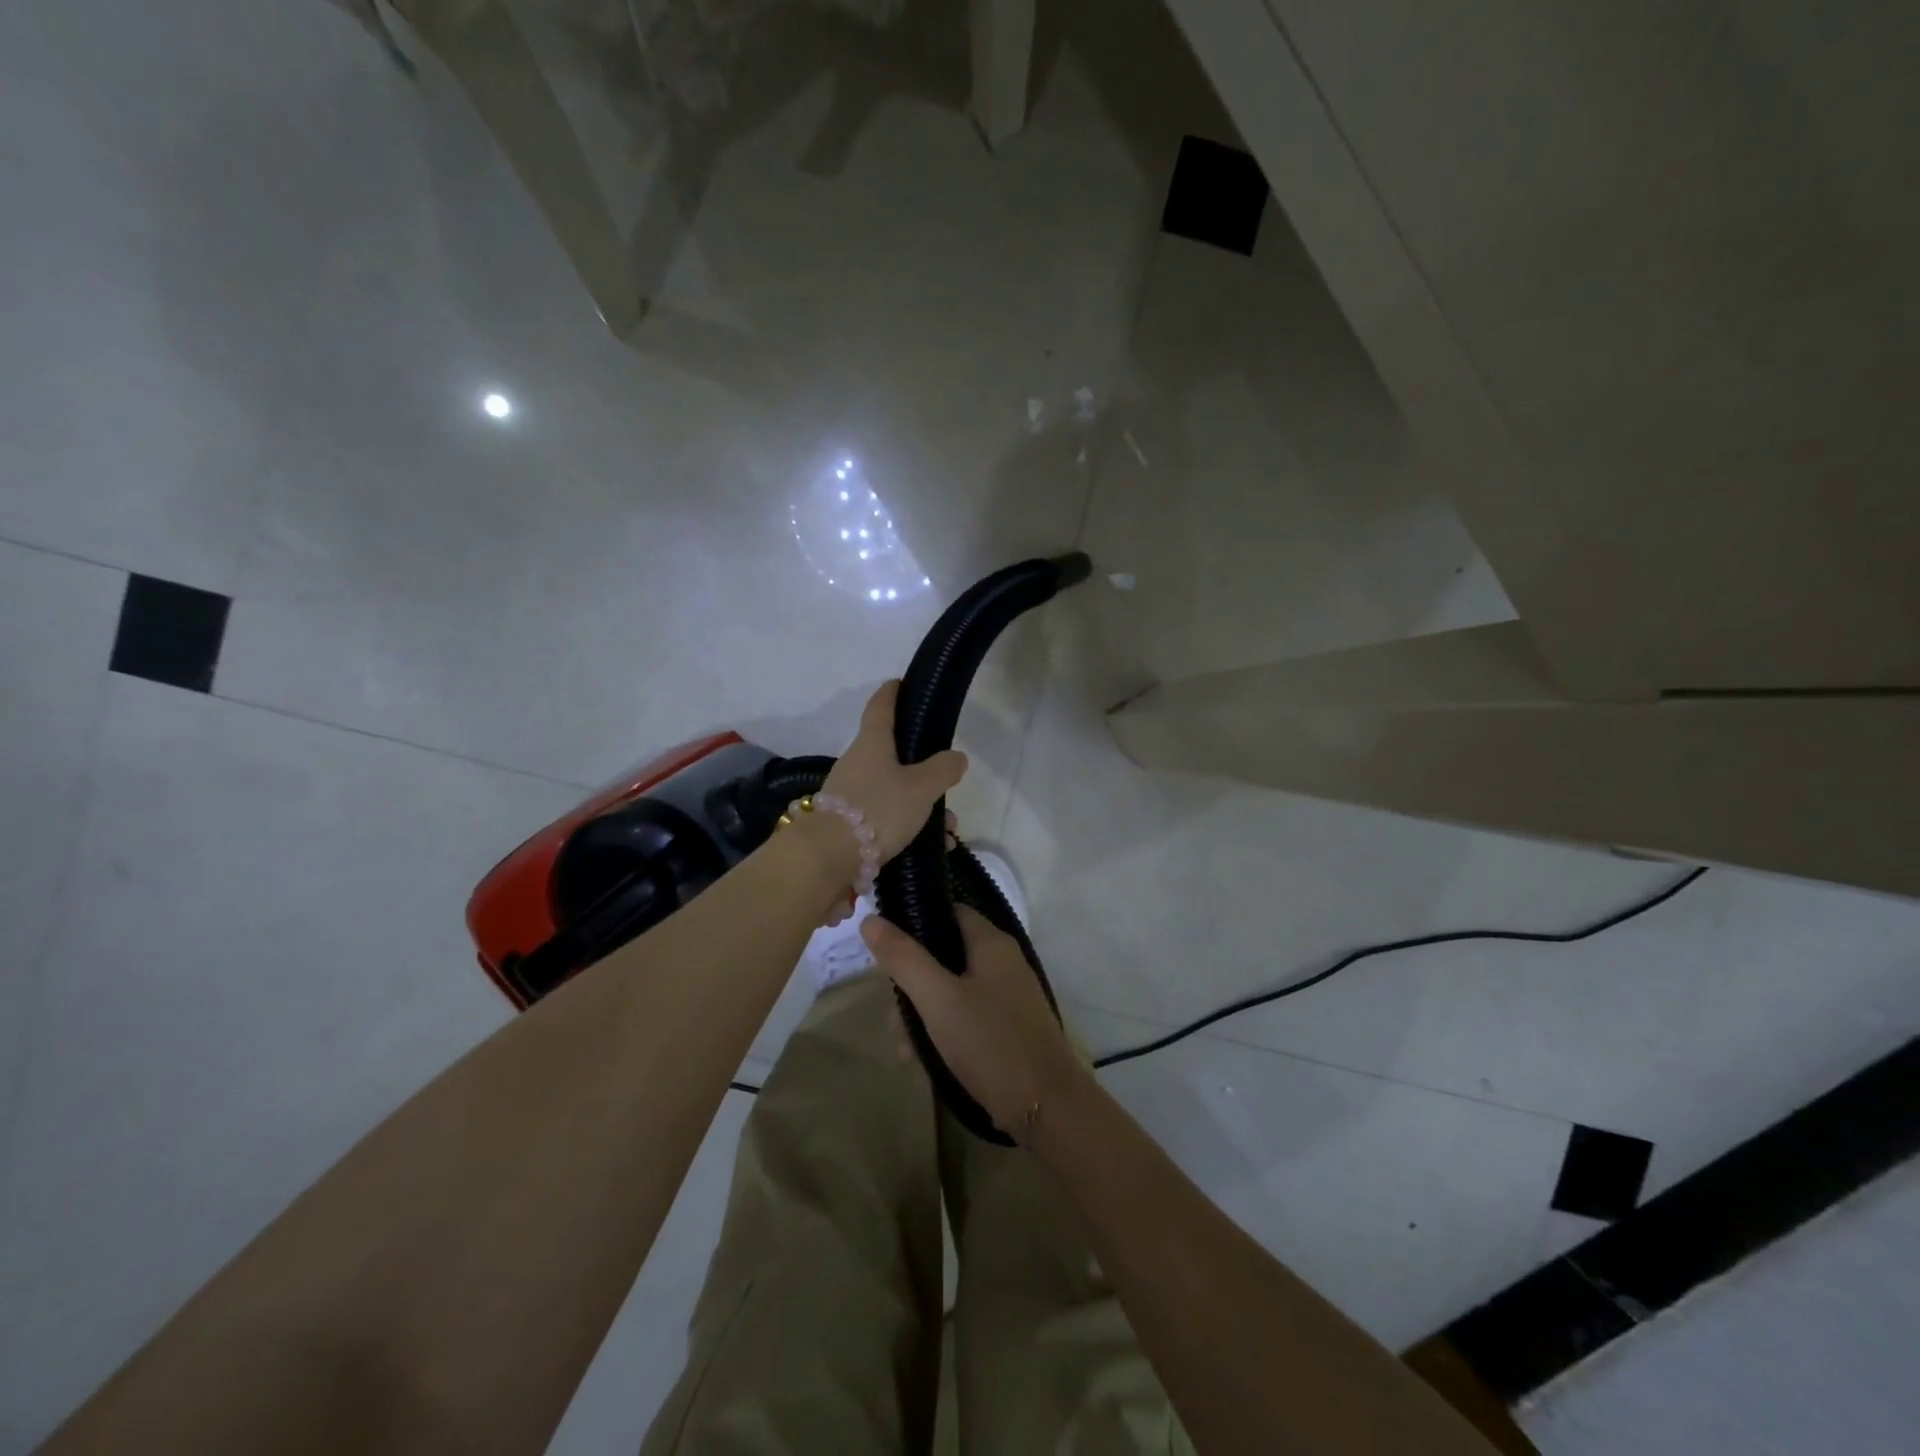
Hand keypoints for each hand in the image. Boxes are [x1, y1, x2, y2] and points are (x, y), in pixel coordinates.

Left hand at [820, 680, 967, 861]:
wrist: (828, 857)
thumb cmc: (878, 809)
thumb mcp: (921, 788)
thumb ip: (943, 770)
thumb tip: (956, 757)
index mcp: (872, 742)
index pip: (881, 706)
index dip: (892, 693)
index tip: (900, 683)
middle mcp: (857, 762)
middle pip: (893, 755)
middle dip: (923, 770)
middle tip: (947, 783)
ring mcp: (849, 793)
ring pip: (894, 791)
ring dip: (922, 806)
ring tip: (948, 830)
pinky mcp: (847, 823)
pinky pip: (886, 817)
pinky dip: (909, 827)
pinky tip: (933, 847)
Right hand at [862, 905, 1087, 1139]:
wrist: (1046, 1106)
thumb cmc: (989, 1042)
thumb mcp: (937, 999)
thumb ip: (904, 958)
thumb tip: (871, 919)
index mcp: (991, 943)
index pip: (948, 911)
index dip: (914, 921)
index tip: (883, 947)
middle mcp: (1003, 961)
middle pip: (946, 952)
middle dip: (913, 979)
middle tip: (891, 1011)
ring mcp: (1008, 994)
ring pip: (953, 987)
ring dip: (923, 1010)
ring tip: (903, 1046)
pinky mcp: (1009, 1025)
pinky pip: (967, 1013)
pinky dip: (943, 1027)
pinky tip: (922, 1057)